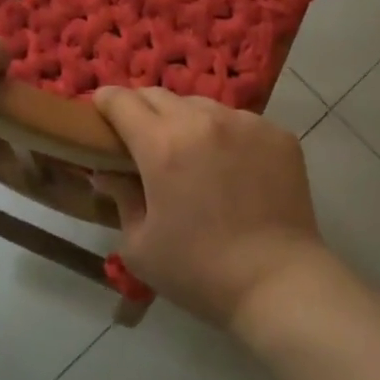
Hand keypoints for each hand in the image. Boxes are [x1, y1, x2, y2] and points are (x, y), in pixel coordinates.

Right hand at [91, 87, 325, 330]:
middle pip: (159, 95)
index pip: (122, 101)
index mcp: (161, 145)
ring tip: (191, 153)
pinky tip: (232, 168)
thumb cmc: (199, 271)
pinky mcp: (277, 134)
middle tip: (141, 137)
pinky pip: (239, 122)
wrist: (279, 284)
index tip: (100, 111)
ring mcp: (244, 123)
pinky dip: (225, 135)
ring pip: (201, 106)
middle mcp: (201, 121)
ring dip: (185, 121)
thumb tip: (107, 174)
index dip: (105, 102)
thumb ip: (120, 199)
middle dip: (142, 109)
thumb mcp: (140, 246)